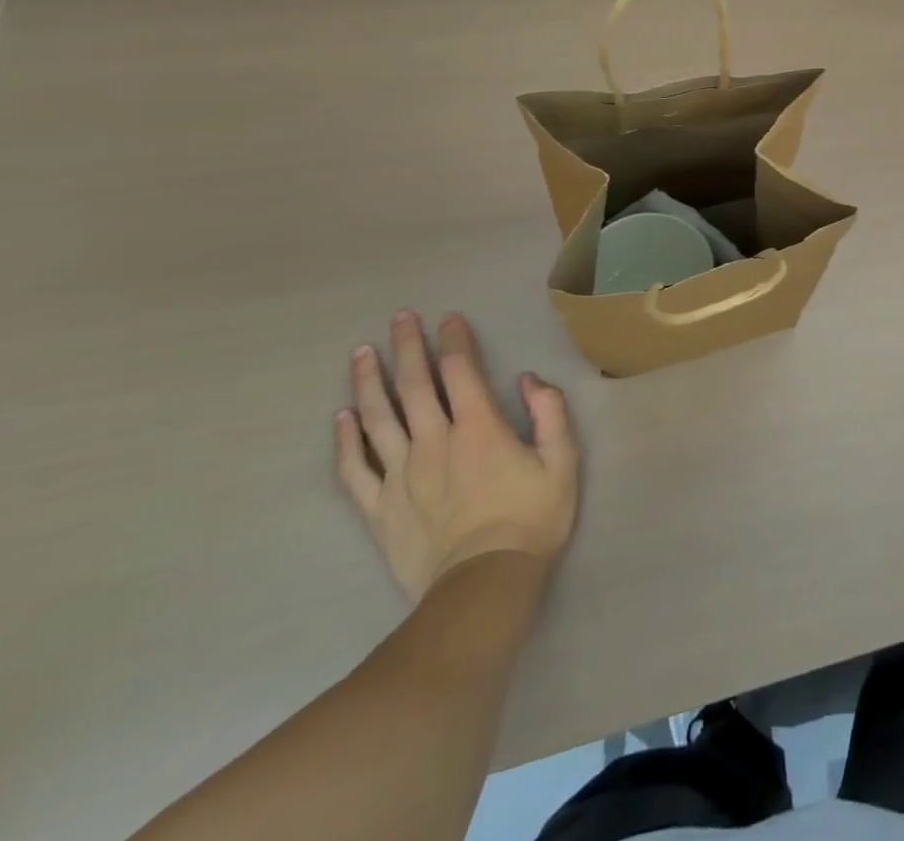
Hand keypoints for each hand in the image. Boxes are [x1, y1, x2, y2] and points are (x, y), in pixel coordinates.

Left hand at [334, 311, 579, 602]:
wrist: (484, 585)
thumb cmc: (531, 518)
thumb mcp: (563, 460)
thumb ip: (550, 413)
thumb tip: (528, 379)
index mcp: (479, 427)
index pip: (460, 371)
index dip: (454, 340)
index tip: (449, 318)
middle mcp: (434, 441)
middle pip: (413, 385)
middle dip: (406, 347)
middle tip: (399, 318)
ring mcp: (401, 475)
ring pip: (377, 419)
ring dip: (368, 382)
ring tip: (362, 354)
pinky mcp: (380, 508)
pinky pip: (355, 469)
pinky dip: (345, 441)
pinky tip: (341, 419)